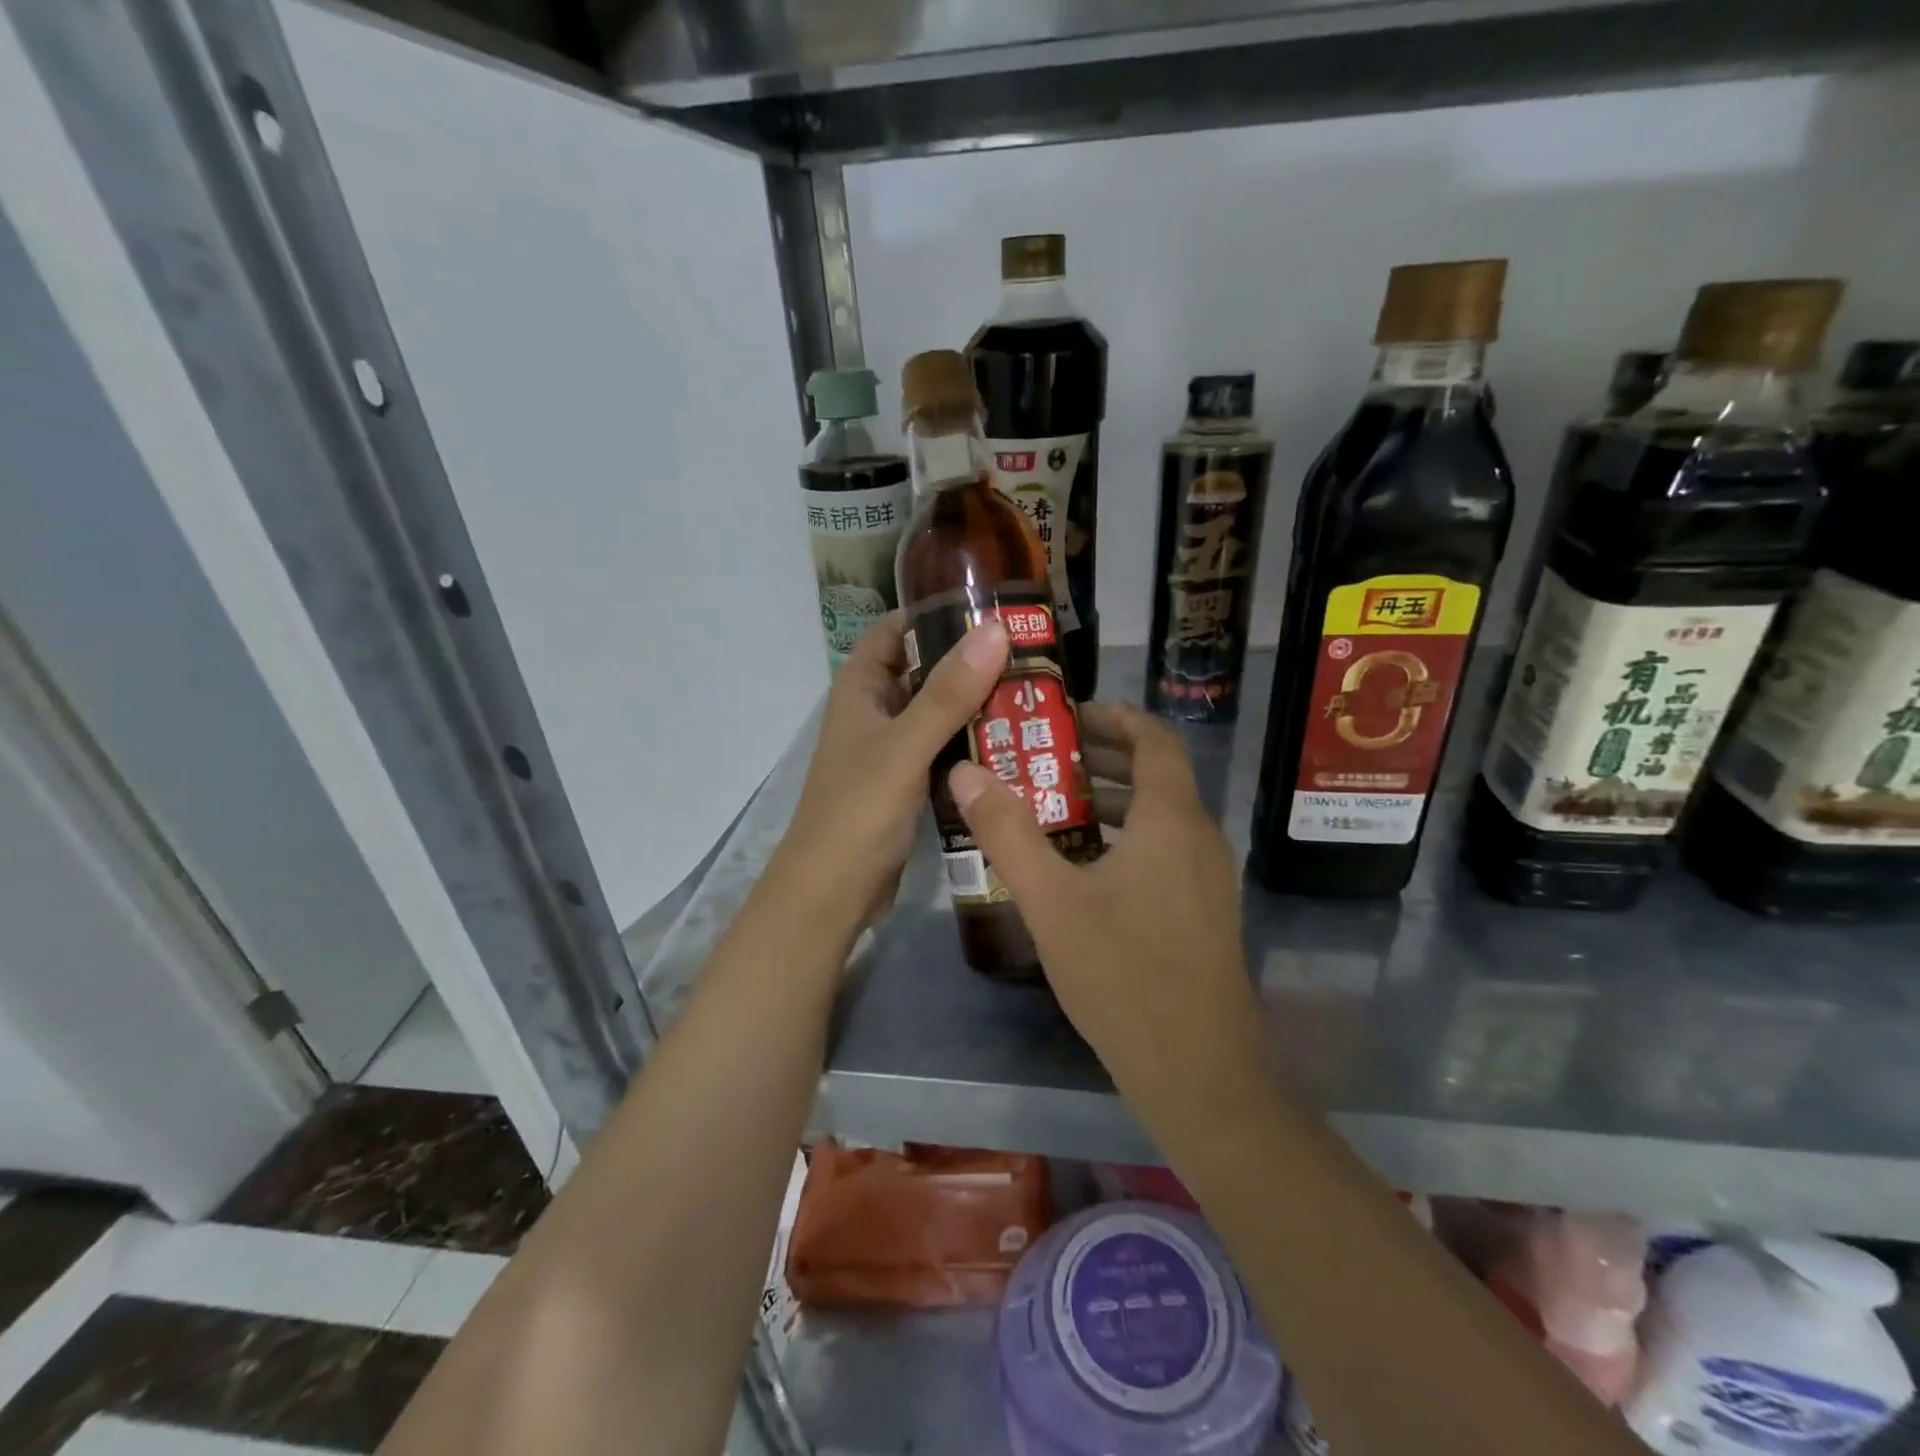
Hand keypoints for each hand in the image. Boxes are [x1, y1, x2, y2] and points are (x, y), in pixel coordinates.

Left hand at [771, 613, 1009, 936]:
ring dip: (980, 704)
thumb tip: (996, 629)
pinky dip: (976, 741)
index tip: (1000, 610)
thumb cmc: (858, 812)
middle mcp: (877, 708)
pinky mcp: (909, 780)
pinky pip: (947, 747)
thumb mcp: (904, 747)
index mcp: (862, 685)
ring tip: (1039, 694)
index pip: (901, 628)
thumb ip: (948, 693)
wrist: (831, 893)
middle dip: (975, 662)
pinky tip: (1018, 743)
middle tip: (1037, 657)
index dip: (943, 614)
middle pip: (929, 668)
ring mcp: (893, 746)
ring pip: (941, 711)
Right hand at [947, 703, 1263, 1106]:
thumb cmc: (1124, 975)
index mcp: (1171, 820)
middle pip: (1155, 774)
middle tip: (1041, 757)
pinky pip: (1163, 851)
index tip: (1065, 715)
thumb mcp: (1051, 901)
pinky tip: (1078, 869)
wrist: (1199, 1073)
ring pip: (1158, 817)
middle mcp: (1199, 837)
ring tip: (1048, 807)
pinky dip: (1122, 839)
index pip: (1154, 739)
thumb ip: (1007, 833)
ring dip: (1108, 802)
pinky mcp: (1203, 912)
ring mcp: (1208, 878)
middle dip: (1100, 758)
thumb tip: (965, 772)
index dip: (1113, 717)